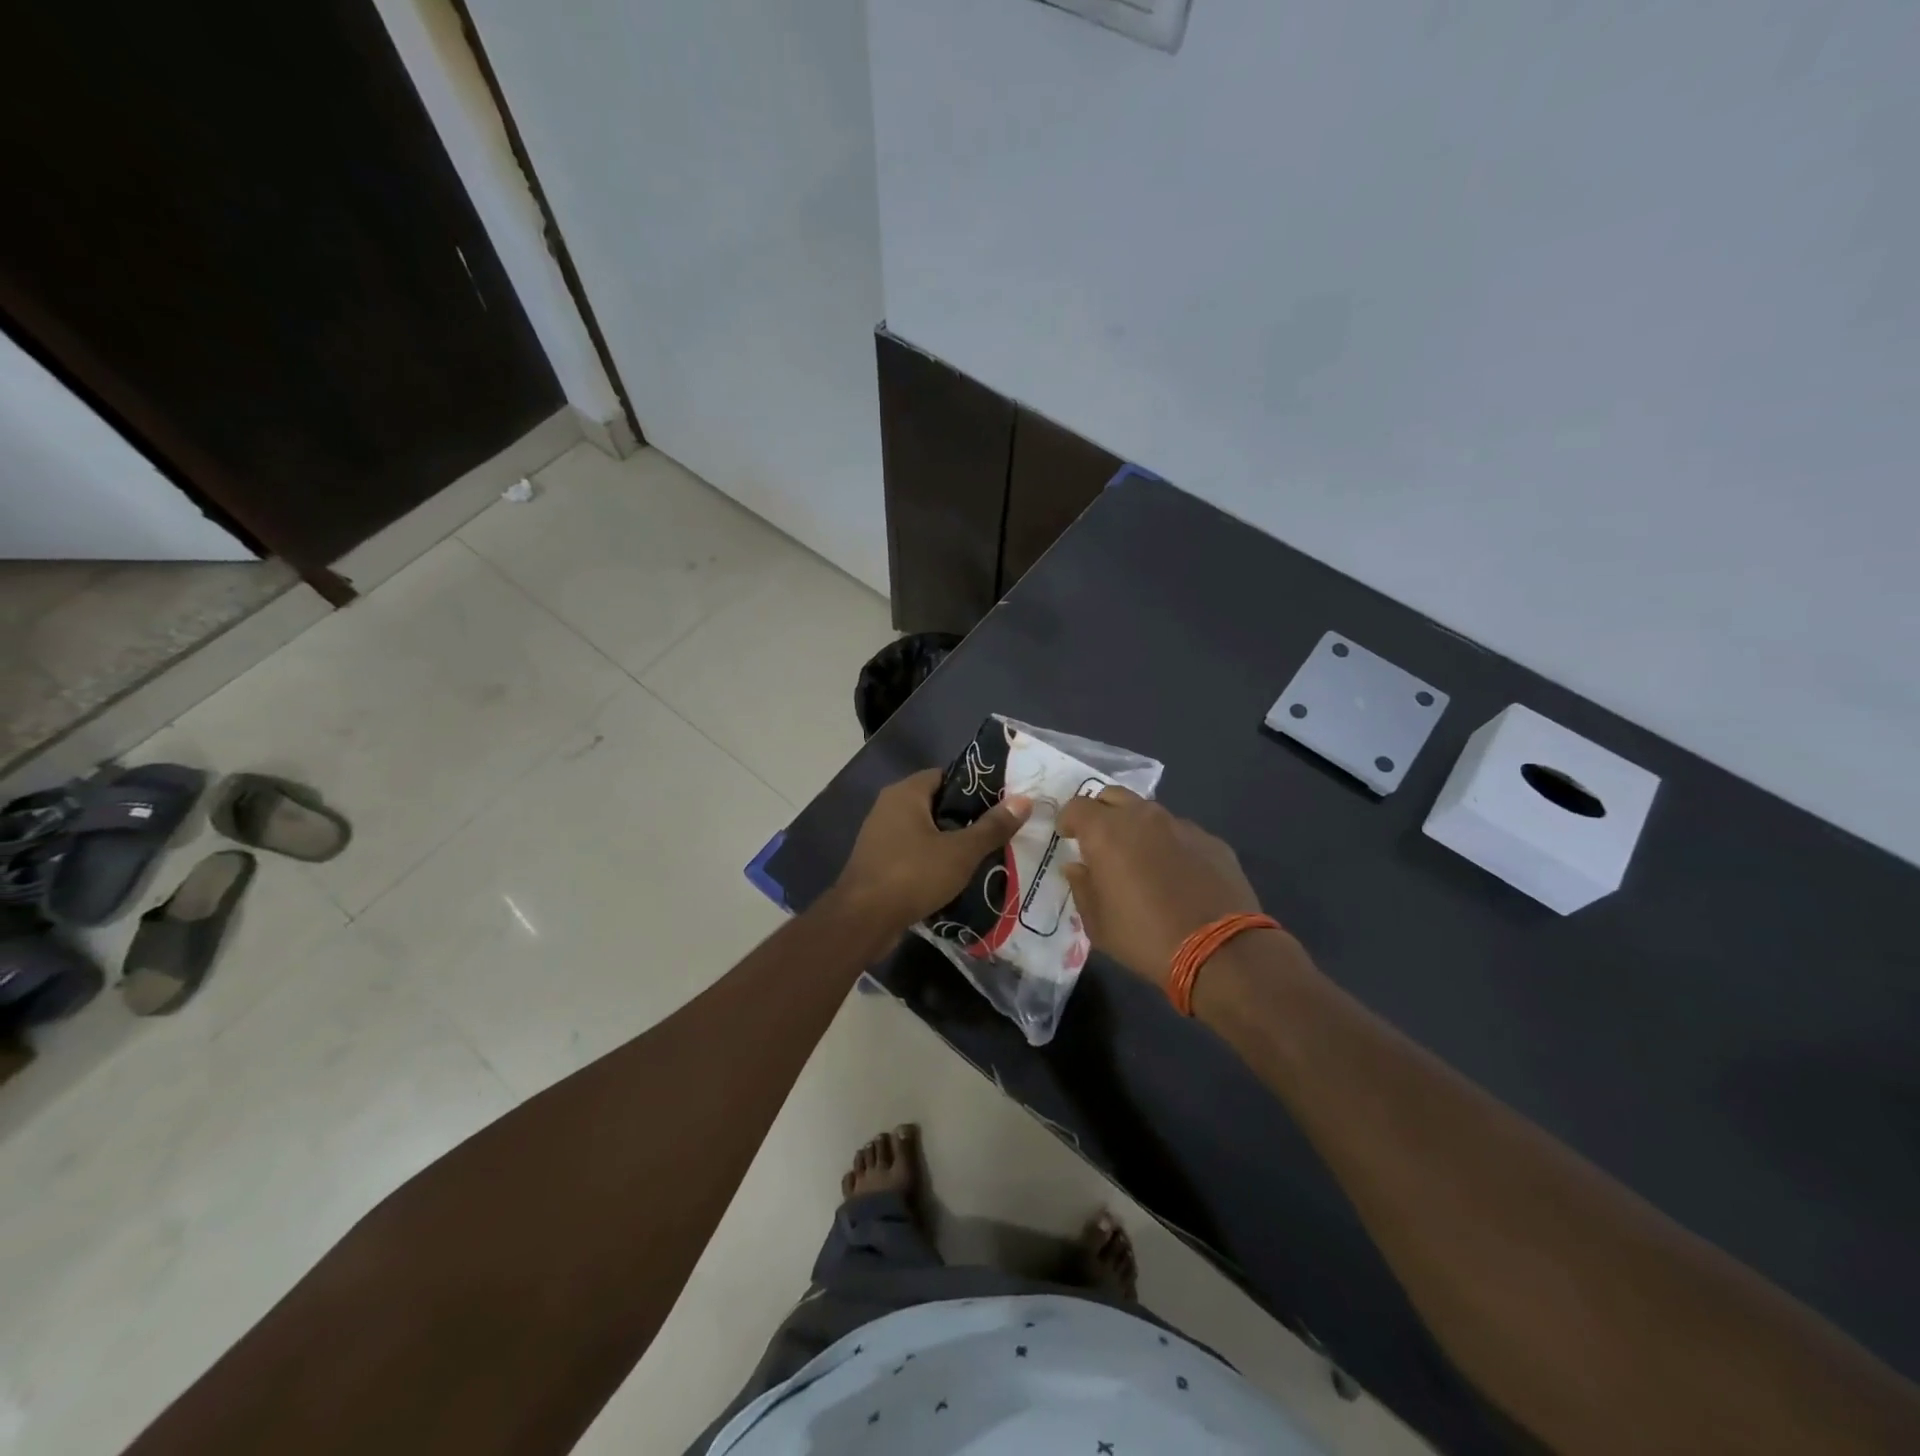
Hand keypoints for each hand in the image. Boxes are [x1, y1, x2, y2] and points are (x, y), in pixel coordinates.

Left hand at [831, 768, 1032, 935]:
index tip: (1001, 803)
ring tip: (984, 855)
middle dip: (966, 818)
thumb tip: (1025, 800)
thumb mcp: (961, 852)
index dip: (974, 787)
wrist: (862, 921)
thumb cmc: (912, 875)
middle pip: (936, 804)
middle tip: (998, 831)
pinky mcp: (878, 863)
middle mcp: (888, 807)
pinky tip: (956, 877)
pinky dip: (932, 861)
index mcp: (905, 793)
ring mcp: (880, 836)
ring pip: (925, 831)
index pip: (945, 776)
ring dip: (950, 843)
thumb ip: (992, 826)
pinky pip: (913, 853)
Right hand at [1059, 787, 1263, 982]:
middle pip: (1114, 796)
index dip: (1068, 819)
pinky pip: (1181, 833)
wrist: (1219, 950)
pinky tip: (1176, 874)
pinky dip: (1169, 845)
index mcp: (1107, 832)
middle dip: (1101, 812)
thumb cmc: (1144, 937)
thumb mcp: (1097, 923)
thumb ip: (1082, 887)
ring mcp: (1181, 826)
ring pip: (1150, 813)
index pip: (1077, 806)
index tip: (1067, 837)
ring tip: (1140, 858)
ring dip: (1137, 827)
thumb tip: (1076, 866)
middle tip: (1099, 840)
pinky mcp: (1211, 840)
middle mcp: (1143, 817)